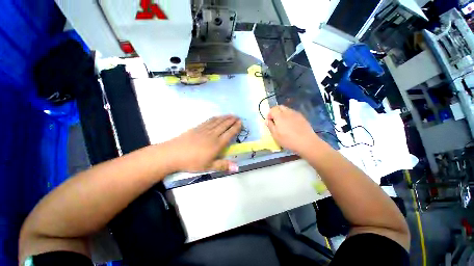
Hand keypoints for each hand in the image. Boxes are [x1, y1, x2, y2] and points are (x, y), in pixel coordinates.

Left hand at [165, 115, 241, 172]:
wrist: (174, 154)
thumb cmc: (192, 162)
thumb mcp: (208, 166)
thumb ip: (223, 165)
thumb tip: (237, 168)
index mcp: (217, 144)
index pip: (229, 134)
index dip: (236, 128)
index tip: (240, 123)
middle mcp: (213, 135)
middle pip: (224, 125)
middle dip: (232, 120)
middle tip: (238, 117)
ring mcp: (205, 130)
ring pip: (218, 122)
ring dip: (225, 118)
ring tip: (231, 115)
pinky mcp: (198, 128)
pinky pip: (209, 121)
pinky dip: (215, 118)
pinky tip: (218, 117)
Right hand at [266, 105, 320, 154]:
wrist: (307, 142)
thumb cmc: (288, 140)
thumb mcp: (275, 135)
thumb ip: (270, 126)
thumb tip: (266, 120)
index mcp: (280, 116)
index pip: (272, 109)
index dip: (269, 114)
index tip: (269, 121)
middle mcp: (287, 112)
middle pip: (280, 107)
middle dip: (275, 111)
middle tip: (274, 120)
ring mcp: (296, 114)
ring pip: (286, 109)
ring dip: (282, 113)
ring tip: (282, 123)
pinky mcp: (302, 117)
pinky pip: (293, 113)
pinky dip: (289, 115)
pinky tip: (290, 124)